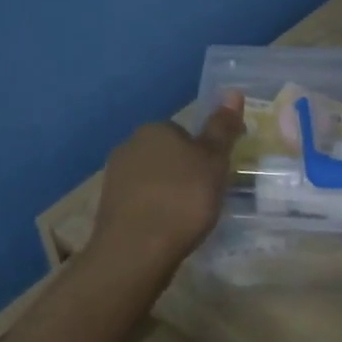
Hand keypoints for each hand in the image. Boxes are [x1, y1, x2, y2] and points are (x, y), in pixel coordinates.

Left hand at [92, 96, 244, 270]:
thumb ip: (222, 128)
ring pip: (152, 179)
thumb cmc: (183, 199)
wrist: (136, 250)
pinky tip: (167, 230)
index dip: (203, 153)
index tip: (215, 176)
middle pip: (167, 155)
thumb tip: (233, 91)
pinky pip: (140, 202)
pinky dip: (154, 212)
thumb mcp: (214, 161)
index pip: (184, 132)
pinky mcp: (108, 207)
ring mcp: (114, 178)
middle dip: (184, 172)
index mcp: (155, 129)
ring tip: (188, 218)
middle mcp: (129, 146)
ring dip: (168, 192)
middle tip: (205, 197)